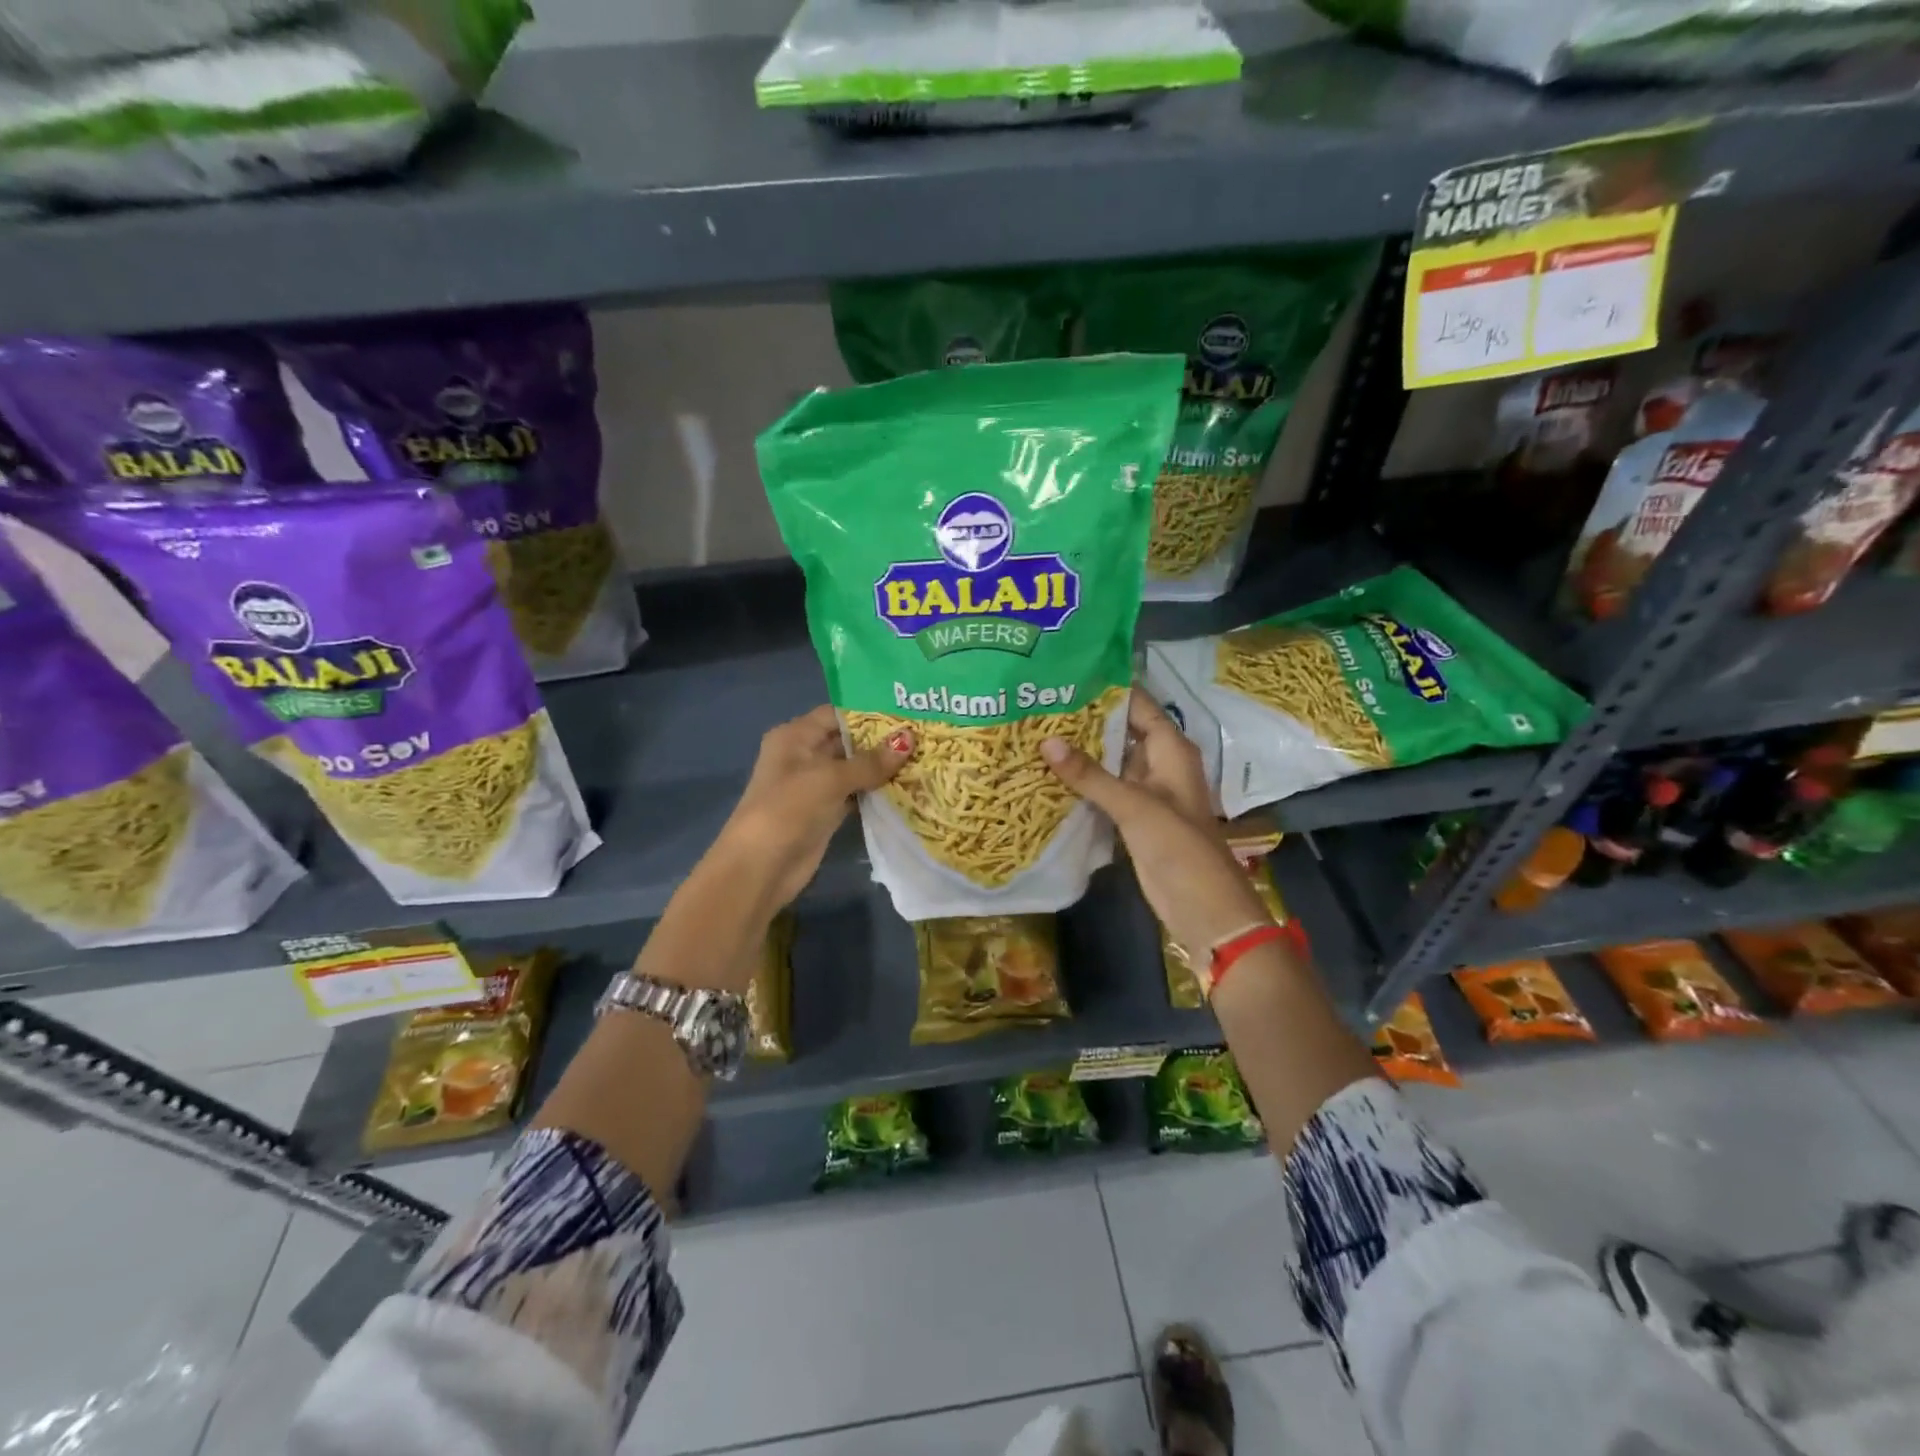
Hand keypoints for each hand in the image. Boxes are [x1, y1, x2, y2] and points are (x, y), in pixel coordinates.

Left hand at [712, 705, 911, 910]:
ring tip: (923, 757)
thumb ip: (870, 761)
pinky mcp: (826, 811)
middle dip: (881, 740)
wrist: (762, 866)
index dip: (869, 712)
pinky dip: (877, 791)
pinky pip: (856, 794)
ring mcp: (815, 786)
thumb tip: (910, 739)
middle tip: (924, 734)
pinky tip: (907, 787)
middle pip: (847, 740)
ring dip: (882, 767)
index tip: (906, 712)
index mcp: (795, 736)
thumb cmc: (789, 808)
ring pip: (854, 769)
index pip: (836, 713)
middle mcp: (804, 755)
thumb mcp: (830, 778)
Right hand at [1040, 692, 1269, 961]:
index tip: (1067, 676)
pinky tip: (1049, 774)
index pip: (1138, 704)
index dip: (1107, 689)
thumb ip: (1090, 774)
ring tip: (1036, 732)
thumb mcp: (1134, 805)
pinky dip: (1083, 782)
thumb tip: (1046, 741)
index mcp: (1171, 749)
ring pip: (1110, 762)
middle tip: (1040, 705)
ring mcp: (1146, 791)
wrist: (1202, 905)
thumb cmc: (1178, 845)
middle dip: (1086, 720)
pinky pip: (1106, 790)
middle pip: (1121, 731)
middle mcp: (1159, 763)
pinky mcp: (1134, 817)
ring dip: (1081, 752)